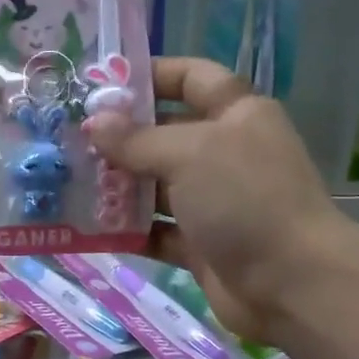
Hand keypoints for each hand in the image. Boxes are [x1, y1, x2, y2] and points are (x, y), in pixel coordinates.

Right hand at [85, 58, 358, 344]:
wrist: (290, 282)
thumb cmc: (245, 200)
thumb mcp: (189, 154)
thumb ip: (137, 140)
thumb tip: (93, 123)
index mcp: (236, 115)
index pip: (192, 78)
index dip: (152, 75)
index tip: (102, 85)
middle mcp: (225, 154)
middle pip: (166, 135)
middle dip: (121, 137)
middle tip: (68, 140)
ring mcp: (213, 203)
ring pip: (157, 187)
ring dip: (118, 187)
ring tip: (69, 183)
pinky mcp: (200, 246)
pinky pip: (156, 232)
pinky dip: (128, 232)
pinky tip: (89, 229)